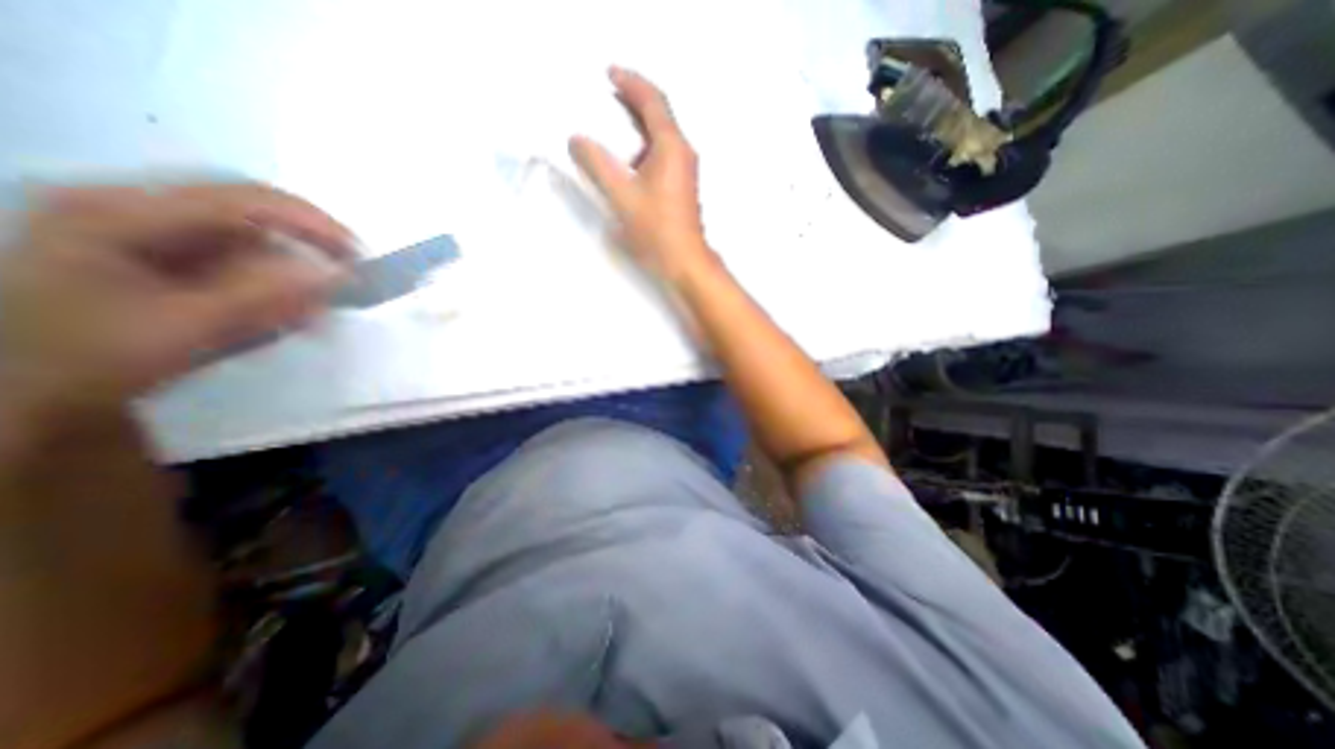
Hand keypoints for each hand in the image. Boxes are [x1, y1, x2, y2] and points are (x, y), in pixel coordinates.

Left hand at [1, 181, 352, 408]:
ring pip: (248, 248)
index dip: (312, 224)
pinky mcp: (164, 260)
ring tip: (300, 321)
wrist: (21, 394)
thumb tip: (338, 274)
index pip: (244, 199)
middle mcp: (135, 211)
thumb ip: (264, 297)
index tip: (360, 257)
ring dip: (285, 284)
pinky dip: (267, 293)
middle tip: (331, 298)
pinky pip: (238, 267)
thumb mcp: (183, 328)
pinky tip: (273, 319)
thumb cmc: (88, 358)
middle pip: (249, 223)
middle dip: (299, 261)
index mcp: (121, 211)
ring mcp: (147, 235)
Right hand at [570, 67, 718, 286]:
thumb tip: (577, 141)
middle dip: (633, 101)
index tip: (609, 74)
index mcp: (671, 146)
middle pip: (659, 115)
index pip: (652, 100)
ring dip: (637, 126)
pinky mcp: (681, 187)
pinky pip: (661, 155)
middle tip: (606, 97)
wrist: (686, 262)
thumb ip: (596, 165)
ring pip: (660, 136)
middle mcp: (683, 152)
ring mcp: (685, 171)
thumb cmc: (657, 230)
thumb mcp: (621, 196)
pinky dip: (642, 148)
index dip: (630, 82)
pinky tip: (626, 161)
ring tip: (611, 128)